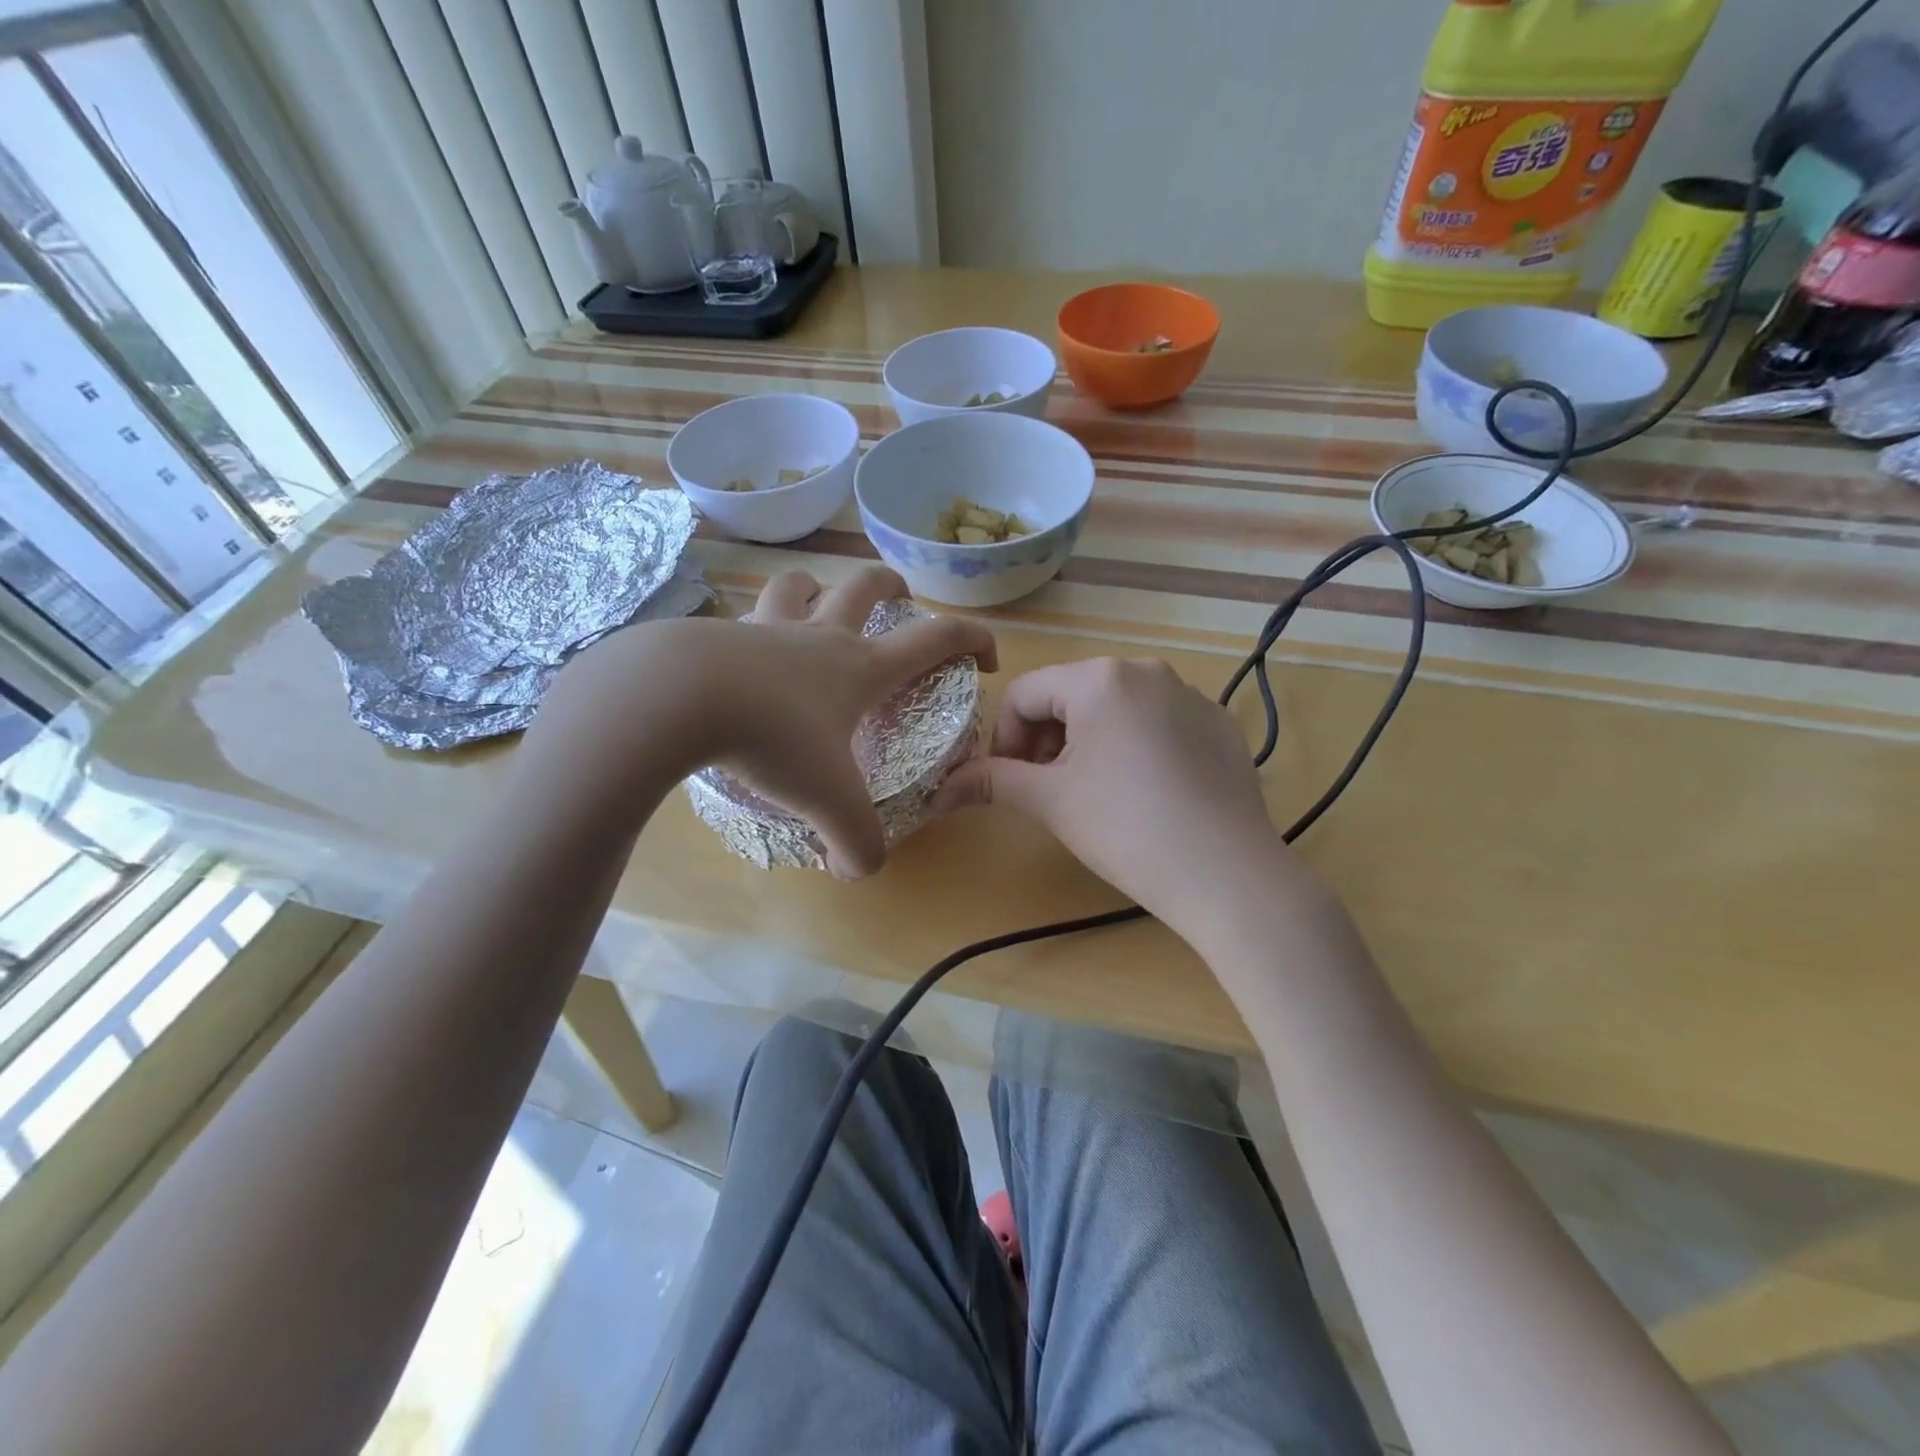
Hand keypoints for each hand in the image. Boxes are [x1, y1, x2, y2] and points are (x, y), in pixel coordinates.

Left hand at [530, 567, 995, 876]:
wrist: (677, 696)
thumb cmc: (772, 738)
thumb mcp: (827, 802)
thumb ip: (856, 842)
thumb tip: (857, 871)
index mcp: (861, 667)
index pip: (935, 638)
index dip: (972, 639)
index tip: (985, 656)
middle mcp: (819, 636)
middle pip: (866, 586)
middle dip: (891, 586)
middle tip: (899, 596)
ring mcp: (765, 628)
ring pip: (798, 585)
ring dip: (815, 589)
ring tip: (816, 604)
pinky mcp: (716, 634)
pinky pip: (742, 617)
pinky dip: (752, 627)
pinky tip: (739, 657)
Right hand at [933, 658, 1298, 939]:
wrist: (1226, 873)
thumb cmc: (1125, 828)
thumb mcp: (1051, 801)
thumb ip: (991, 782)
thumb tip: (937, 791)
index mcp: (1100, 678)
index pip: (1025, 693)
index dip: (1005, 739)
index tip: (1012, 782)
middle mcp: (1147, 671)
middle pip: (1071, 695)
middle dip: (1049, 741)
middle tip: (1052, 791)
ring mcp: (1191, 695)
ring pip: (1115, 708)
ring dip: (1090, 743)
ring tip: (1098, 794)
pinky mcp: (1219, 725)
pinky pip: (1158, 723)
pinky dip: (1136, 747)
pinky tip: (1148, 795)